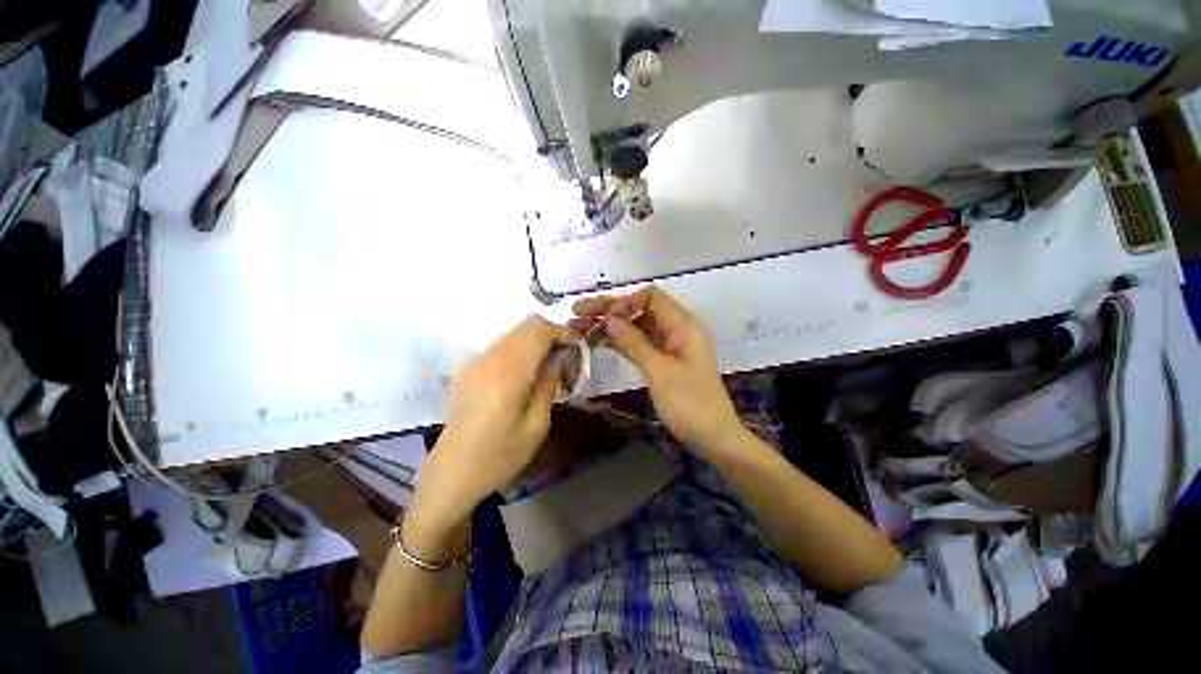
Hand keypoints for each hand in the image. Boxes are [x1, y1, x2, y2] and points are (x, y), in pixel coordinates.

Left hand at [406, 315, 571, 551]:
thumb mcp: (536, 425)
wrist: (451, 474)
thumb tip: (560, 357)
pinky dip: (521, 351)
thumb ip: (549, 382)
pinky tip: (525, 377)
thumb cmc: (499, 457)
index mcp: (507, 373)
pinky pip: (502, 346)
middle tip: (566, 362)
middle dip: (553, 336)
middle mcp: (488, 358)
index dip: (563, 333)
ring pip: (515, 334)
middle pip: (527, 325)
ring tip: (549, 371)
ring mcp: (474, 361)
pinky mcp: (467, 368)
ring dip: (537, 343)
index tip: (578, 350)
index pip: (539, 330)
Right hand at [572, 287, 741, 451]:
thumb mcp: (660, 372)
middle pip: (639, 309)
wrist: (712, 437)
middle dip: (609, 310)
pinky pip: (638, 343)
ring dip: (610, 326)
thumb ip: (634, 343)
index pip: (651, 297)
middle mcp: (676, 329)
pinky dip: (619, 341)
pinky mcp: (662, 359)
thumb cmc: (690, 403)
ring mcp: (668, 345)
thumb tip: (609, 319)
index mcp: (683, 325)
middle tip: (577, 312)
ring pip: (635, 326)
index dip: (625, 301)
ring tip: (578, 327)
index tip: (603, 315)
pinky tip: (597, 342)